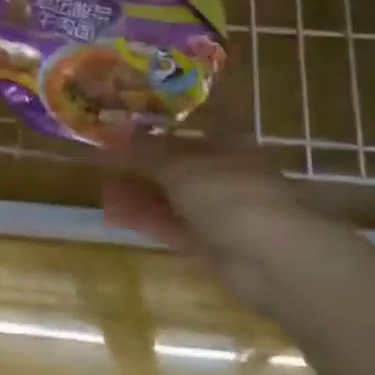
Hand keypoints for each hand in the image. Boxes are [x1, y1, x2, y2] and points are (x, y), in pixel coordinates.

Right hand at [100, 136, 349, 308]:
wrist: (272, 259)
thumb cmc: (230, 194)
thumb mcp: (181, 166)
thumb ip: (146, 151)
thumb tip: (115, 130)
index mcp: (228, 143)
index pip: (193, 123)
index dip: (163, 119)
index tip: (130, 115)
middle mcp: (224, 173)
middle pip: (179, 161)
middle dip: (144, 157)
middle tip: (105, 150)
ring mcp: (218, 210)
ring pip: (172, 194)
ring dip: (141, 188)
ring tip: (102, 179)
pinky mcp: (209, 244)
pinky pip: (171, 224)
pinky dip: (146, 217)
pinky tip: (116, 209)